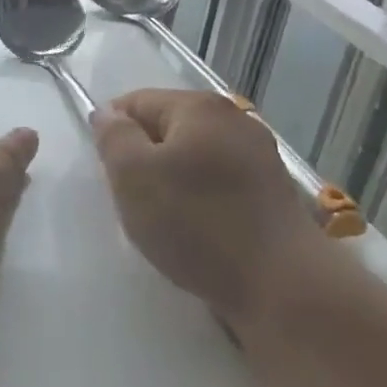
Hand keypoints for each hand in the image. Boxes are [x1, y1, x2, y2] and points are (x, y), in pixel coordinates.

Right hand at [92, 89, 327, 320]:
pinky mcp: (272, 191)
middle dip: (143, 158)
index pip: (136, 102)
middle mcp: (234, 119)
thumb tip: (107, 113)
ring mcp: (259, 155)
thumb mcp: (133, 176)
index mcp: (199, 106)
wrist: (281, 285)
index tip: (105, 172)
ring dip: (172, 181)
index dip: (112, 131)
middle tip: (131, 199)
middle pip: (167, 128)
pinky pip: (218, 183)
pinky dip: (200, 199)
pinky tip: (196, 230)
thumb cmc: (196, 223)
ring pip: (193, 157)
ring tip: (163, 220)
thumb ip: (114, 137)